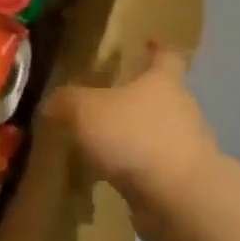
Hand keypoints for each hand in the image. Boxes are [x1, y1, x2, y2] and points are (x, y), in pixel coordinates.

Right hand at [43, 44, 220, 208]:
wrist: (178, 196)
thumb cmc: (134, 136)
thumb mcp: (85, 111)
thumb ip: (66, 102)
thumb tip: (53, 102)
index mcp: (162, 82)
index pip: (167, 57)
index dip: (158, 50)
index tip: (150, 44)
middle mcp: (181, 109)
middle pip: (163, 95)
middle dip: (138, 97)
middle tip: (107, 101)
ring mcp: (186, 146)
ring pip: (158, 132)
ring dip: (136, 135)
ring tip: (104, 143)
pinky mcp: (182, 179)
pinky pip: (155, 165)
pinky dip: (137, 167)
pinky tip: (112, 174)